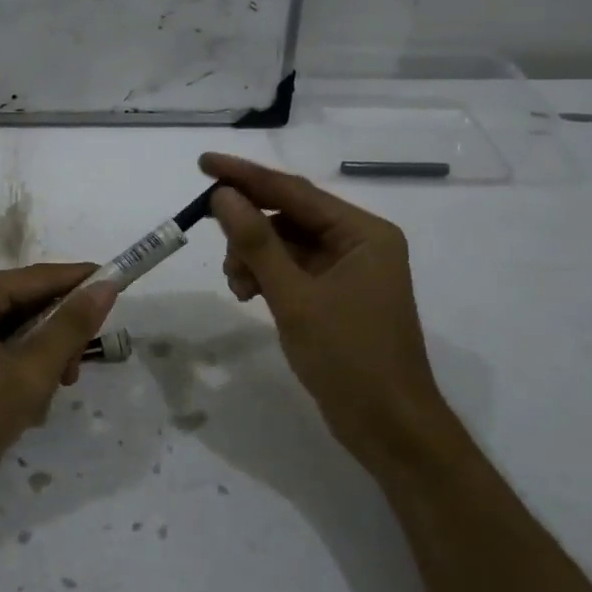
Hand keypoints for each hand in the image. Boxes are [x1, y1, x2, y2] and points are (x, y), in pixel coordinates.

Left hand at [0, 264, 118, 542]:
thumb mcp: (27, 376)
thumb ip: (69, 328)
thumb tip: (105, 285)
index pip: (40, 277)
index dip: (82, 282)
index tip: (122, 287)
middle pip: (26, 306)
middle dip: (56, 339)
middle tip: (74, 376)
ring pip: (14, 336)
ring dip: (37, 365)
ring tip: (41, 404)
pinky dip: (16, 377)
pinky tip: (21, 412)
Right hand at [200, 152, 450, 465]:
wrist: (388, 427)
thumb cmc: (349, 357)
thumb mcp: (295, 297)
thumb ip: (257, 243)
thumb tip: (223, 196)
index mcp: (363, 233)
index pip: (294, 192)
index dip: (245, 176)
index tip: (203, 163)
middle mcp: (358, 243)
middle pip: (288, 216)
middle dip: (248, 231)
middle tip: (221, 253)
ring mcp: (347, 271)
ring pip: (284, 245)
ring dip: (253, 258)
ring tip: (238, 288)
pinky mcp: (334, 296)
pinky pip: (290, 270)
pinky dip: (265, 277)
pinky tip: (248, 295)